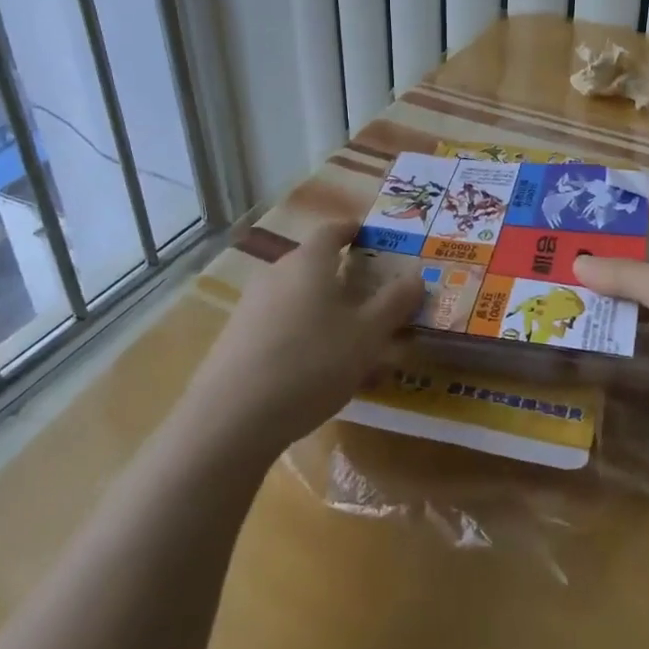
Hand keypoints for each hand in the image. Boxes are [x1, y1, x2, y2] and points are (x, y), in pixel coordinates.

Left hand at [186, 220, 423, 454]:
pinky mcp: (236, 339)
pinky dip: (302, 335)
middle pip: (313, 264)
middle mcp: (276, 274)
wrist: (231, 418)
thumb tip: (417, 276)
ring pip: (297, 298)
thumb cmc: (311, 363)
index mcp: (309, 262)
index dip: (353, 230)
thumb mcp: (367, 335)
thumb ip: (394, 303)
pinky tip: (316, 371)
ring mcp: (251, 307)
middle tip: (371, 296)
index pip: (332, 230)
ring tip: (349, 341)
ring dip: (323, 310)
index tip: (371, 236)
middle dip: (343, 276)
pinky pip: (279, 326)